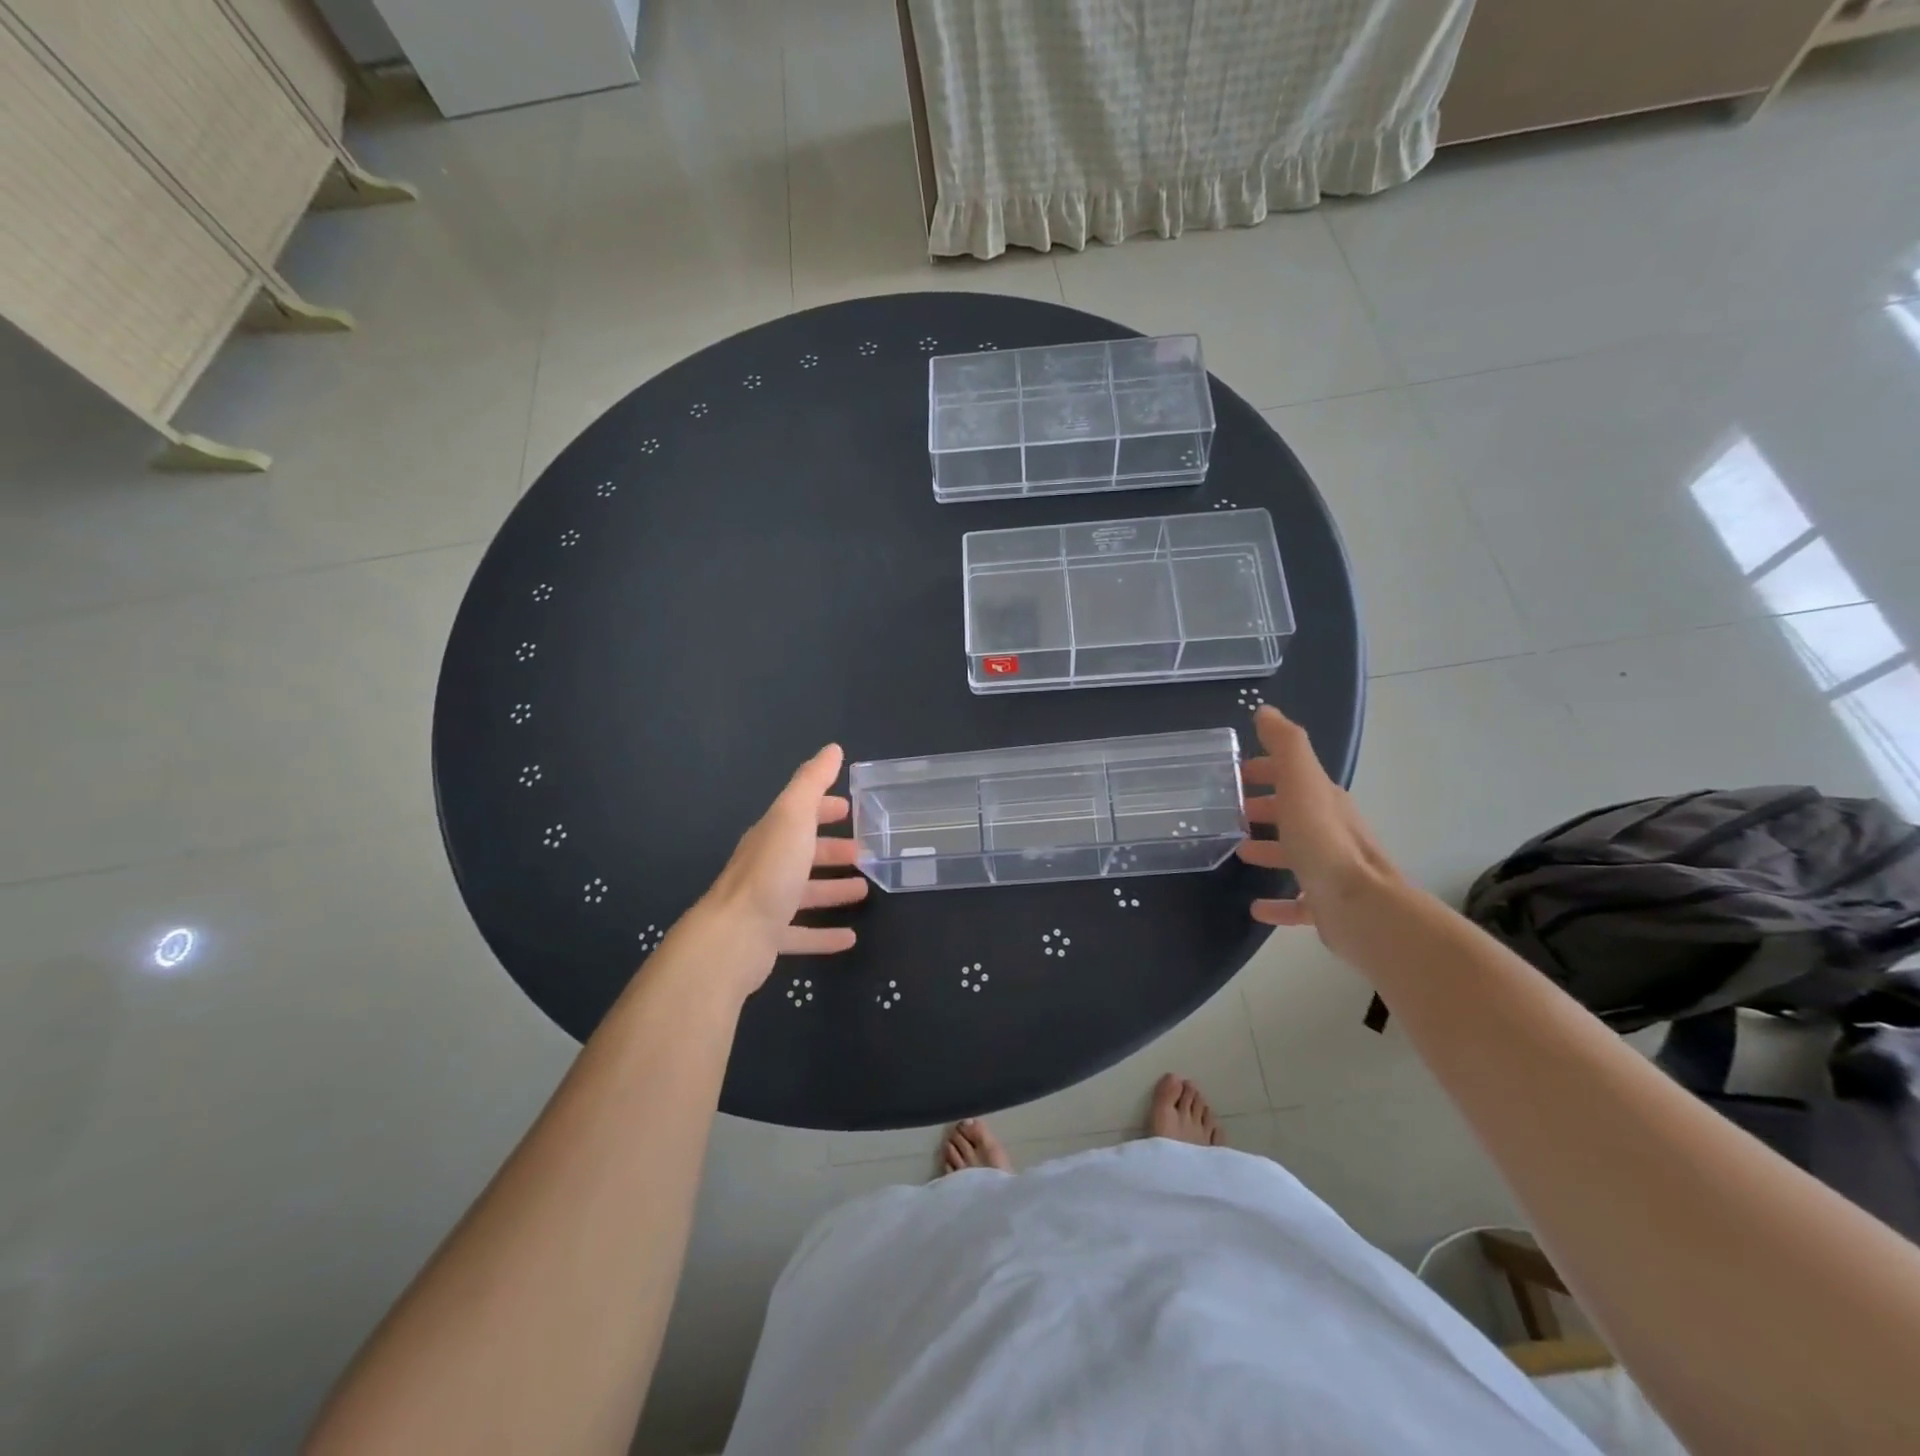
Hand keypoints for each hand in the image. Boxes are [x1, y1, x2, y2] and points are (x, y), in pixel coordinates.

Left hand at [702, 744, 867, 974]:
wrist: (733, 937)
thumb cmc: (770, 872)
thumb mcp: (794, 817)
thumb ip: (812, 782)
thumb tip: (832, 749)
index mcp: (772, 835)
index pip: (800, 814)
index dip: (824, 808)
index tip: (850, 808)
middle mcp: (767, 866)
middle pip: (803, 853)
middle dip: (832, 850)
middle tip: (865, 853)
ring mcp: (766, 904)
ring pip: (805, 893)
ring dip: (833, 890)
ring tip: (864, 891)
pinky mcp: (769, 939)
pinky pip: (802, 934)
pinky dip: (825, 935)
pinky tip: (850, 939)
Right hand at [1236, 705, 1401, 944]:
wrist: (1360, 906)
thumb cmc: (1322, 840)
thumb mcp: (1300, 782)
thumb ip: (1285, 745)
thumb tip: (1266, 711)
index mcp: (1323, 800)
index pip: (1293, 775)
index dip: (1266, 769)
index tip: (1234, 773)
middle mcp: (1329, 830)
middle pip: (1293, 812)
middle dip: (1264, 807)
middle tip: (1230, 811)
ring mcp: (1331, 869)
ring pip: (1295, 853)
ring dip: (1269, 849)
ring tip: (1239, 851)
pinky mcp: (1327, 904)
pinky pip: (1298, 900)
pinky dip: (1277, 902)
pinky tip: (1256, 907)